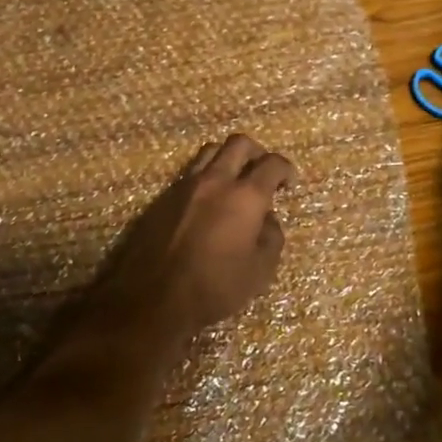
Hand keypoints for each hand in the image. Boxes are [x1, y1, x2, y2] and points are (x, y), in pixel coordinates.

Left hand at [102, 134, 295, 339]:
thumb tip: (267, 219)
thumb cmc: (214, 287)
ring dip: (228, 158)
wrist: (153, 298)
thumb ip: (271, 237)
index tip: (288, 184)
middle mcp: (216, 180)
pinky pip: (190, 173)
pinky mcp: (164, 196)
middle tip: (262, 173)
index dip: (286, 169)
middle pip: (239, 143)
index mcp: (246, 196)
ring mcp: (186, 185)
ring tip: (233, 181)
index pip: (272, 163)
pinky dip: (206, 177)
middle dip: (257, 152)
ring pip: (211, 151)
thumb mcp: (260, 271)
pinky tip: (207, 202)